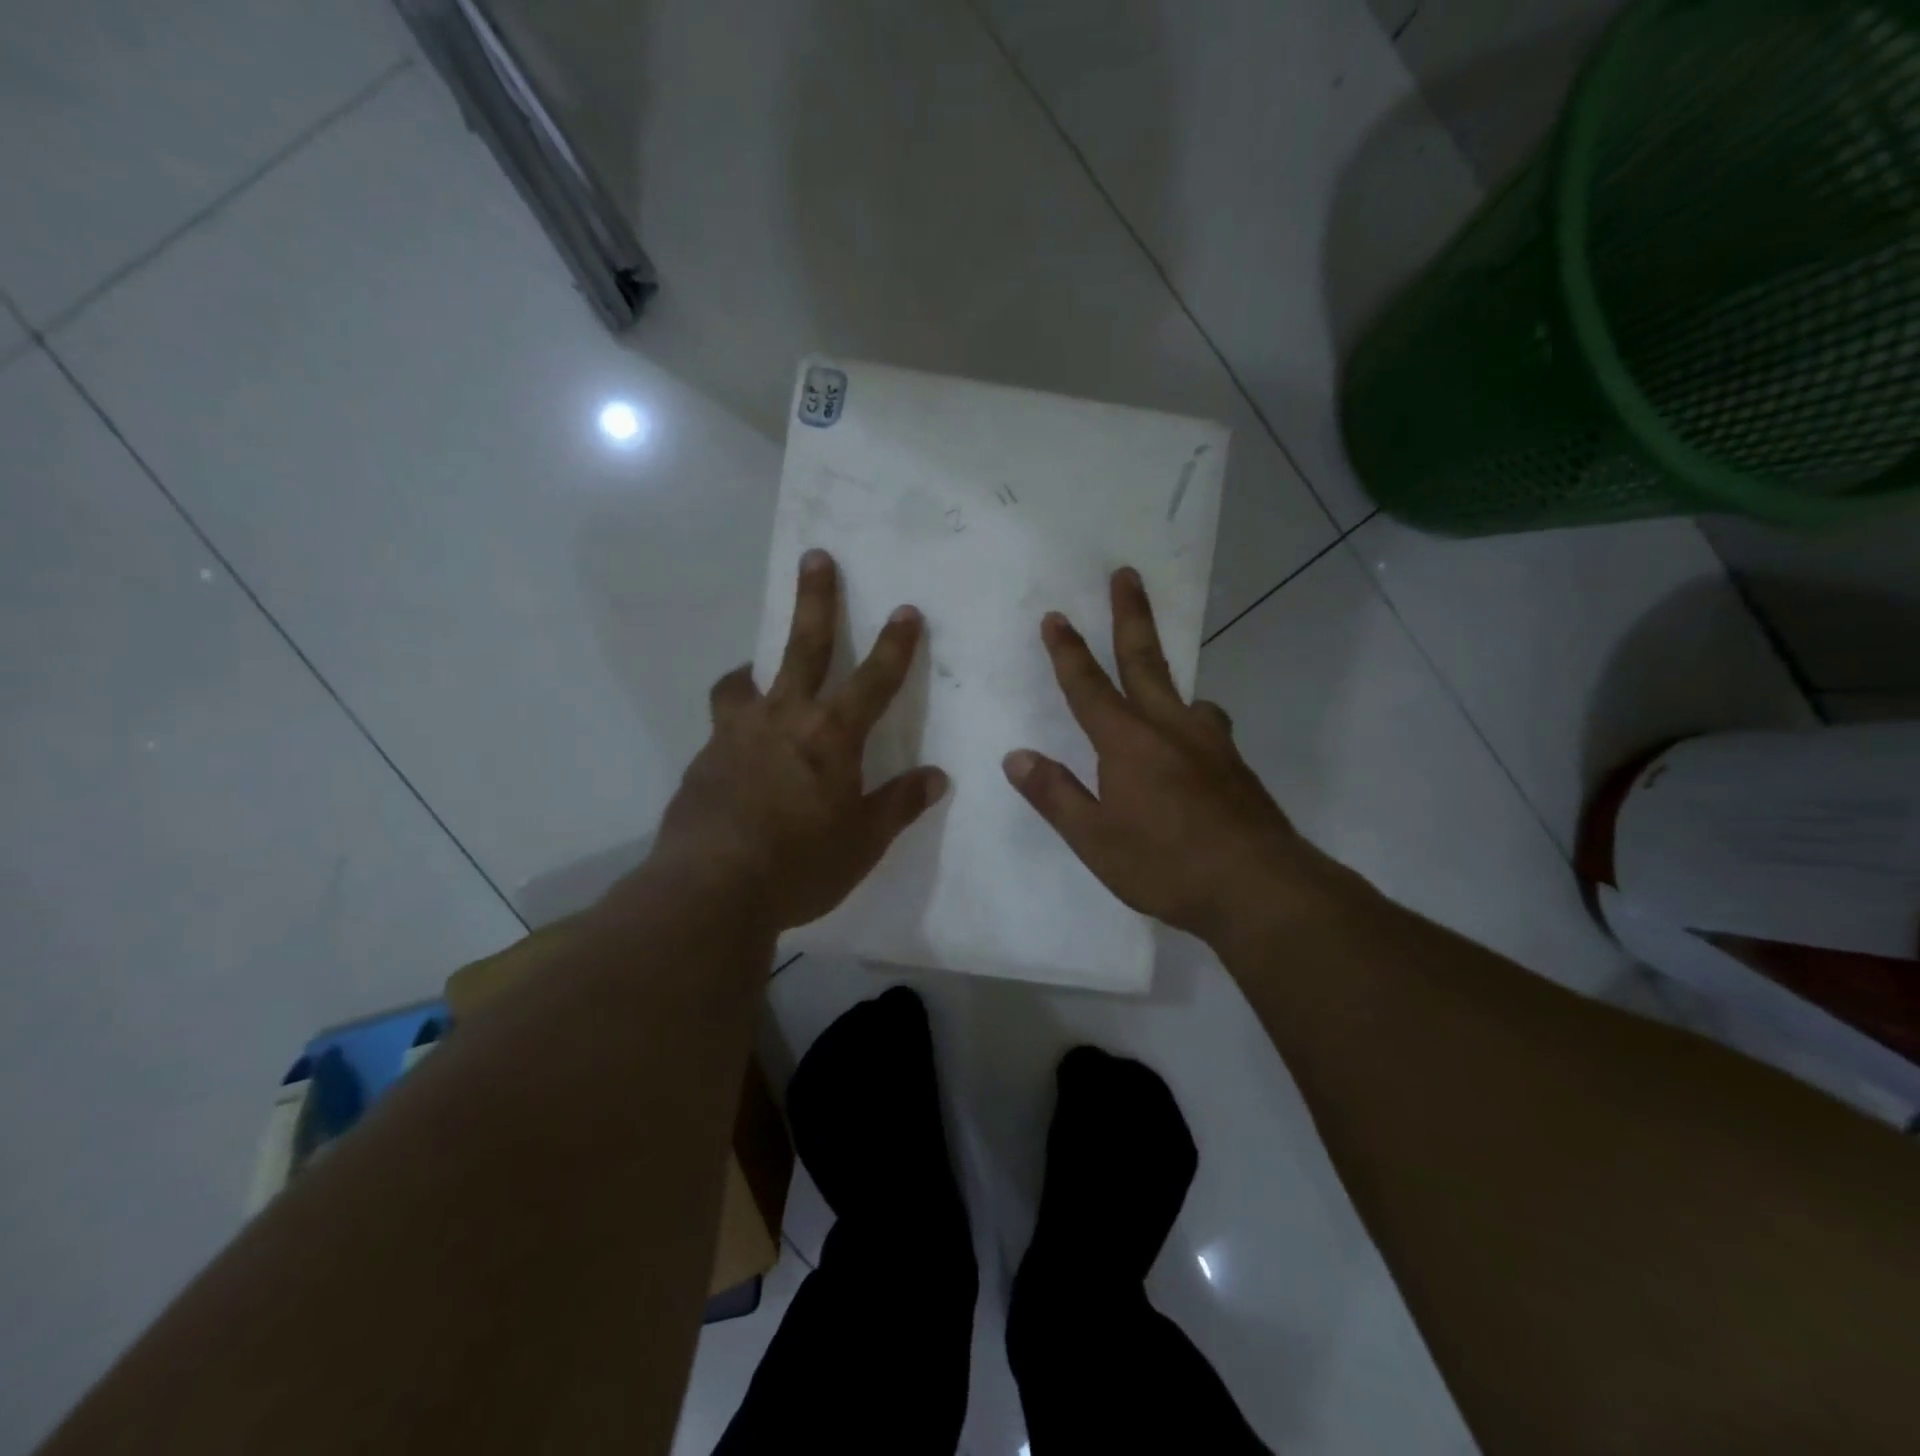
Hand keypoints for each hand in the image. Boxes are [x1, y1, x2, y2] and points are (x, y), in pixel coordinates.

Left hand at [651, 549, 947, 931]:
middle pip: (803, 647)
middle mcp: (783, 720)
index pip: (874, 680)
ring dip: (755, 667)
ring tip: (755, 670)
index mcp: (831, 737)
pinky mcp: (703, 760)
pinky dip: (735, 722)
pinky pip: (722, 726)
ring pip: (744, 681)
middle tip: (815, 557)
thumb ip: (899, 804)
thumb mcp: (863, 842)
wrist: (709, 890)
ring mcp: (736, 735)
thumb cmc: (800, 866)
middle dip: (815, 600)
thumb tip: (936, 777)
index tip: (906, 610)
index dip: (895, 645)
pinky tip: (738, 751)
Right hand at [1003, 567, 1316, 943]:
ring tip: (1157, 676)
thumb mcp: (1095, 840)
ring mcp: (1209, 743)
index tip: (1056, 616)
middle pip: (1144, 660)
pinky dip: (1193, 718)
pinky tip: (1193, 741)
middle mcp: (1169, 728)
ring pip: (1184, 693)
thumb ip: (1055, 795)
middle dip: (1130, 615)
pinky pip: (1207, 725)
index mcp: (1127, 743)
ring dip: (1165, 672)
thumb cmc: (1166, 865)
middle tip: (1126, 575)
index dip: (1068, 652)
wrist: (1259, 887)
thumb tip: (1016, 757)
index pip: (1088, 687)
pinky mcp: (1235, 764)